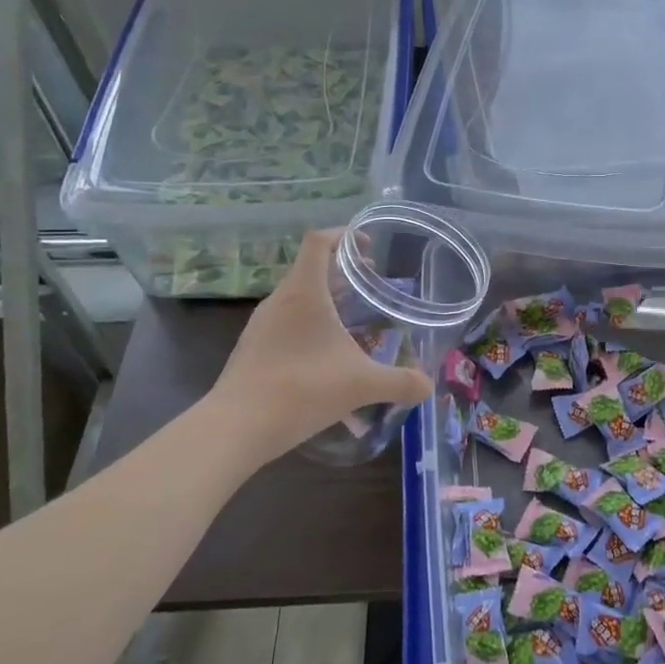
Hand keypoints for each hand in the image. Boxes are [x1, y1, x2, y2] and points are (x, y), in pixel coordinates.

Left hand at [209, 229, 433, 462]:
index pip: (318, 242)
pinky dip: (309, 324)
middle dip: (342, 271)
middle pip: (310, 269)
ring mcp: (261, 325)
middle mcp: (279, 301)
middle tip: (371, 284)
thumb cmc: (302, 390)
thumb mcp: (362, 385)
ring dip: (325, 298)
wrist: (237, 427)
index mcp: (304, 293)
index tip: (369, 247)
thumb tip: (427, 386)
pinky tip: (326, 354)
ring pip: (297, 297)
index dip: (343, 236)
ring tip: (353, 318)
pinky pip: (286, 322)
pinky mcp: (253, 348)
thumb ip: (400, 383)